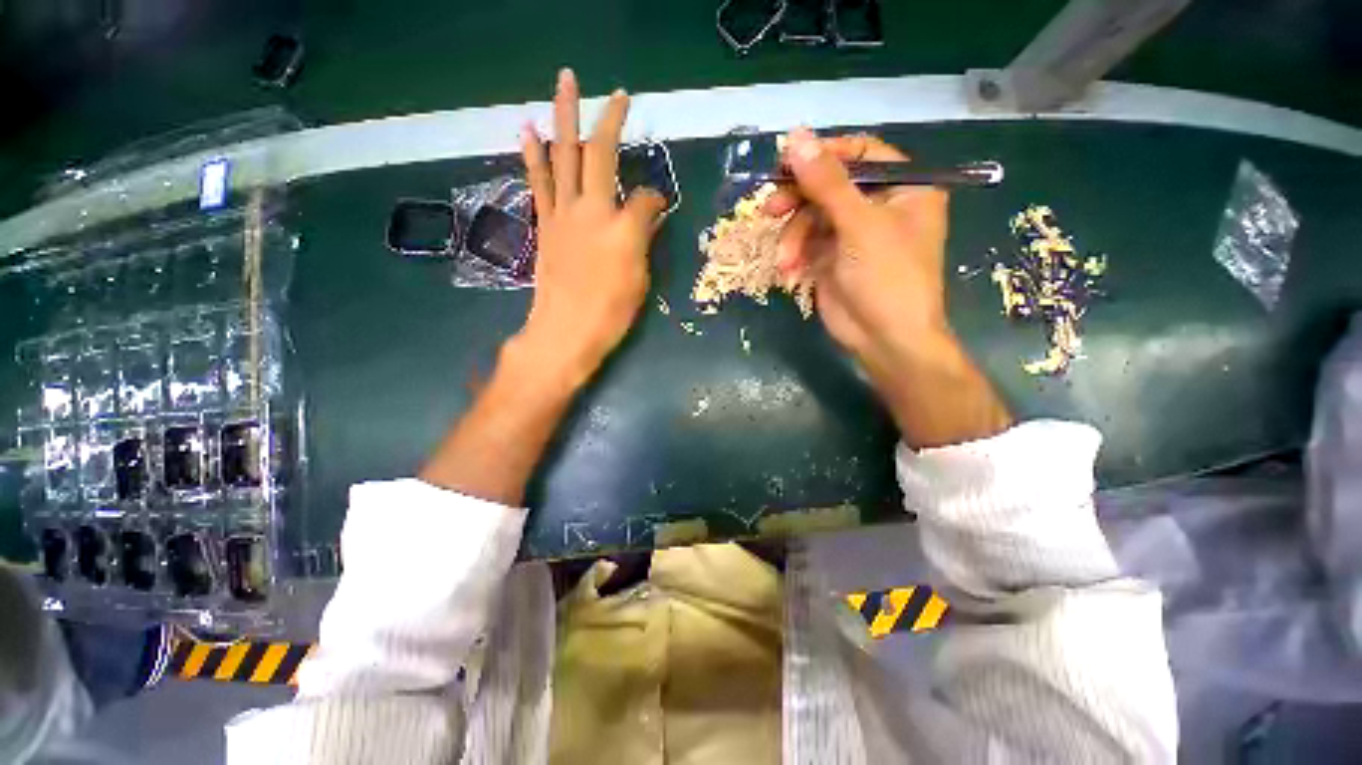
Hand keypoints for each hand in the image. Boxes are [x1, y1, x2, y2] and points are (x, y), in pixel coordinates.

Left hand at [516, 68, 667, 386]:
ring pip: (565, 154)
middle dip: (611, 120)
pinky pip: (539, 180)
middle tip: (617, 93)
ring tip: (564, 82)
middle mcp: (592, 210)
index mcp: (622, 228)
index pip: (645, 199)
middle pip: (601, 153)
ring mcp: (564, 213)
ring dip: (564, 115)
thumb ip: (643, 241)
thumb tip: (649, 216)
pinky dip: (533, 152)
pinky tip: (528, 128)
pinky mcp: (546, 223)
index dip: (655, 199)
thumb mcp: (639, 280)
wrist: (566, 330)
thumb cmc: (610, 312)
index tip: (660, 206)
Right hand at [767, 129, 949, 370]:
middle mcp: (878, 206)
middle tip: (771, 208)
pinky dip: (794, 255)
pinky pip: (805, 244)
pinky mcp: (831, 259)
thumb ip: (826, 182)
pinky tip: (788, 271)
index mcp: (903, 188)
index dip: (824, 156)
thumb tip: (795, 137)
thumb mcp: (859, 224)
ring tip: (786, 260)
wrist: (884, 339)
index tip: (789, 163)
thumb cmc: (887, 277)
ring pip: (811, 218)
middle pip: (829, 186)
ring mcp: (852, 235)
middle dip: (798, 201)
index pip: (860, 155)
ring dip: (793, 238)